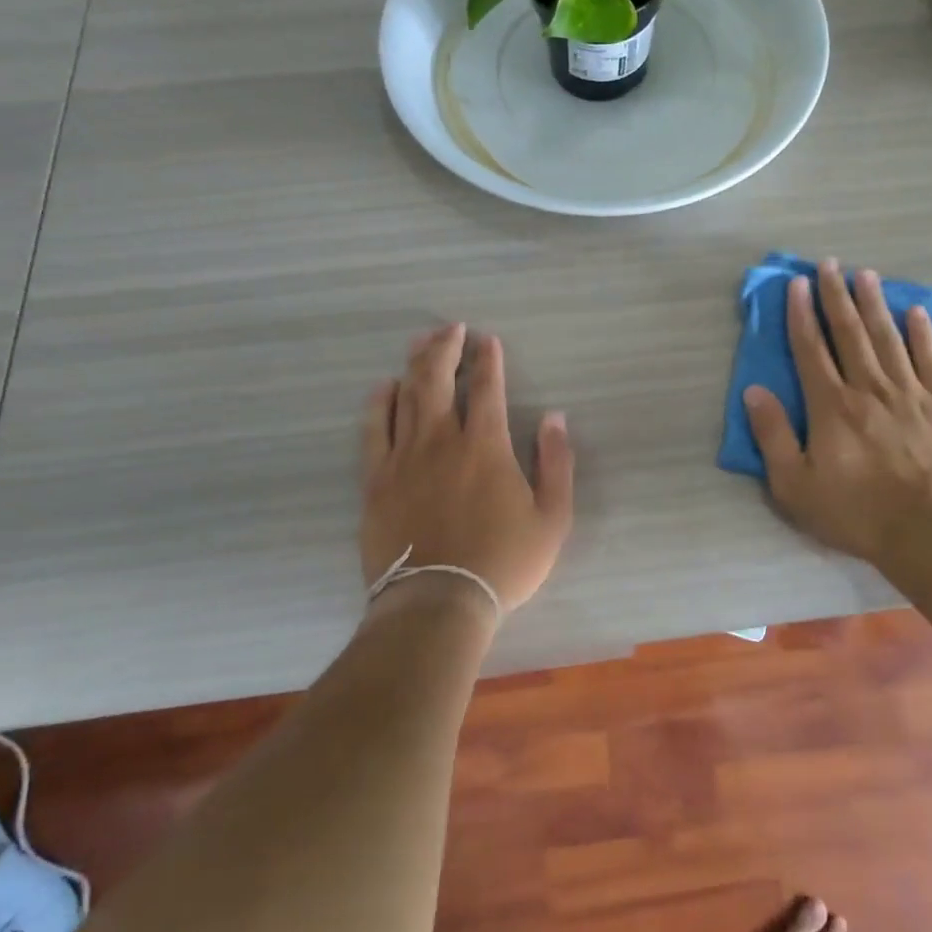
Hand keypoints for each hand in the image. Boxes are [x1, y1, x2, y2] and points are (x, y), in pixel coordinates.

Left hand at [360, 324, 573, 615]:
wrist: (437, 603)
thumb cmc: (503, 562)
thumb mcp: (552, 518)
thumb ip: (557, 463)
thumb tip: (555, 417)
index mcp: (486, 445)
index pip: (486, 388)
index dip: (488, 360)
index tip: (487, 340)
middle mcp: (441, 440)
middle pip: (437, 379)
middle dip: (445, 347)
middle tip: (451, 328)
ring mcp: (403, 458)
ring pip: (405, 396)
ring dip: (414, 365)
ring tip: (420, 343)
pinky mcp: (376, 480)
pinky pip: (374, 430)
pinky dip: (379, 404)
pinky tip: (384, 388)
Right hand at [744, 261, 931, 565]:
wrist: (927, 534)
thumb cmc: (854, 513)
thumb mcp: (795, 486)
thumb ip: (773, 435)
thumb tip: (755, 391)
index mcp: (831, 406)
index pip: (811, 349)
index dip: (801, 315)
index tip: (797, 285)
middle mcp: (869, 389)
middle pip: (850, 333)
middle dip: (837, 296)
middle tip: (830, 264)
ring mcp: (910, 394)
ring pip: (889, 338)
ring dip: (875, 304)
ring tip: (867, 274)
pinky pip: (930, 360)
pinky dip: (922, 334)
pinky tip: (916, 312)